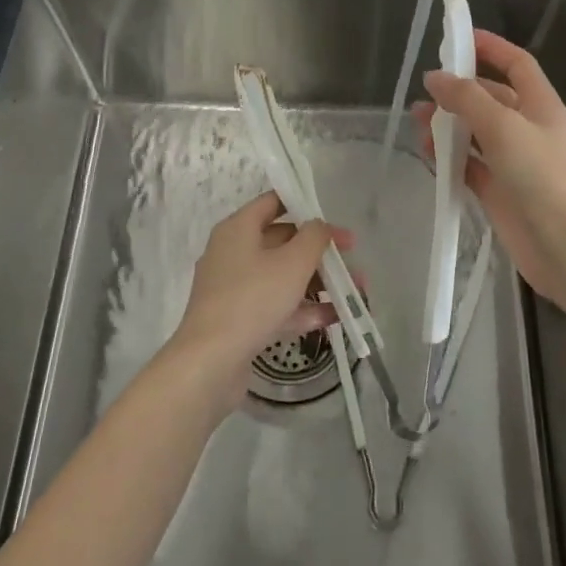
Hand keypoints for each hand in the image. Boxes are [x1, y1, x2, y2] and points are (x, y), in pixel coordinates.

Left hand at [169, 191, 351, 411]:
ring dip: (318, 282)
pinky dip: (303, 308)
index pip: (272, 202)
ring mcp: (234, 288)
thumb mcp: (293, 262)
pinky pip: (276, 305)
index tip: (333, 218)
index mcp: (238, 229)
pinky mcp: (239, 319)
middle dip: (320, 251)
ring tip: (355, 292)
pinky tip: (335, 317)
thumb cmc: (253, 299)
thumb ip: (314, 237)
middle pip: (282, 241)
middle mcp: (233, 252)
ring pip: (282, 276)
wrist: (210, 363)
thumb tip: (319, 226)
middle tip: (352, 258)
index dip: (304, 205)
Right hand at [415, 29, 565, 305]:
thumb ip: (467, 99)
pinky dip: (449, 158)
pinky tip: (428, 154)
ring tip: (418, 121)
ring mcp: (513, 161)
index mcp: (539, 105)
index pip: (516, 63)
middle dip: (458, 90)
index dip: (491, 47)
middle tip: (425, 91)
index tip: (459, 36)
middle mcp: (527, 128)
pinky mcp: (499, 190)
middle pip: (490, 98)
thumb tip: (435, 78)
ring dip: (448, 124)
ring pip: (475, 132)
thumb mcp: (504, 127)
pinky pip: (469, 165)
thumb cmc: (542, 176)